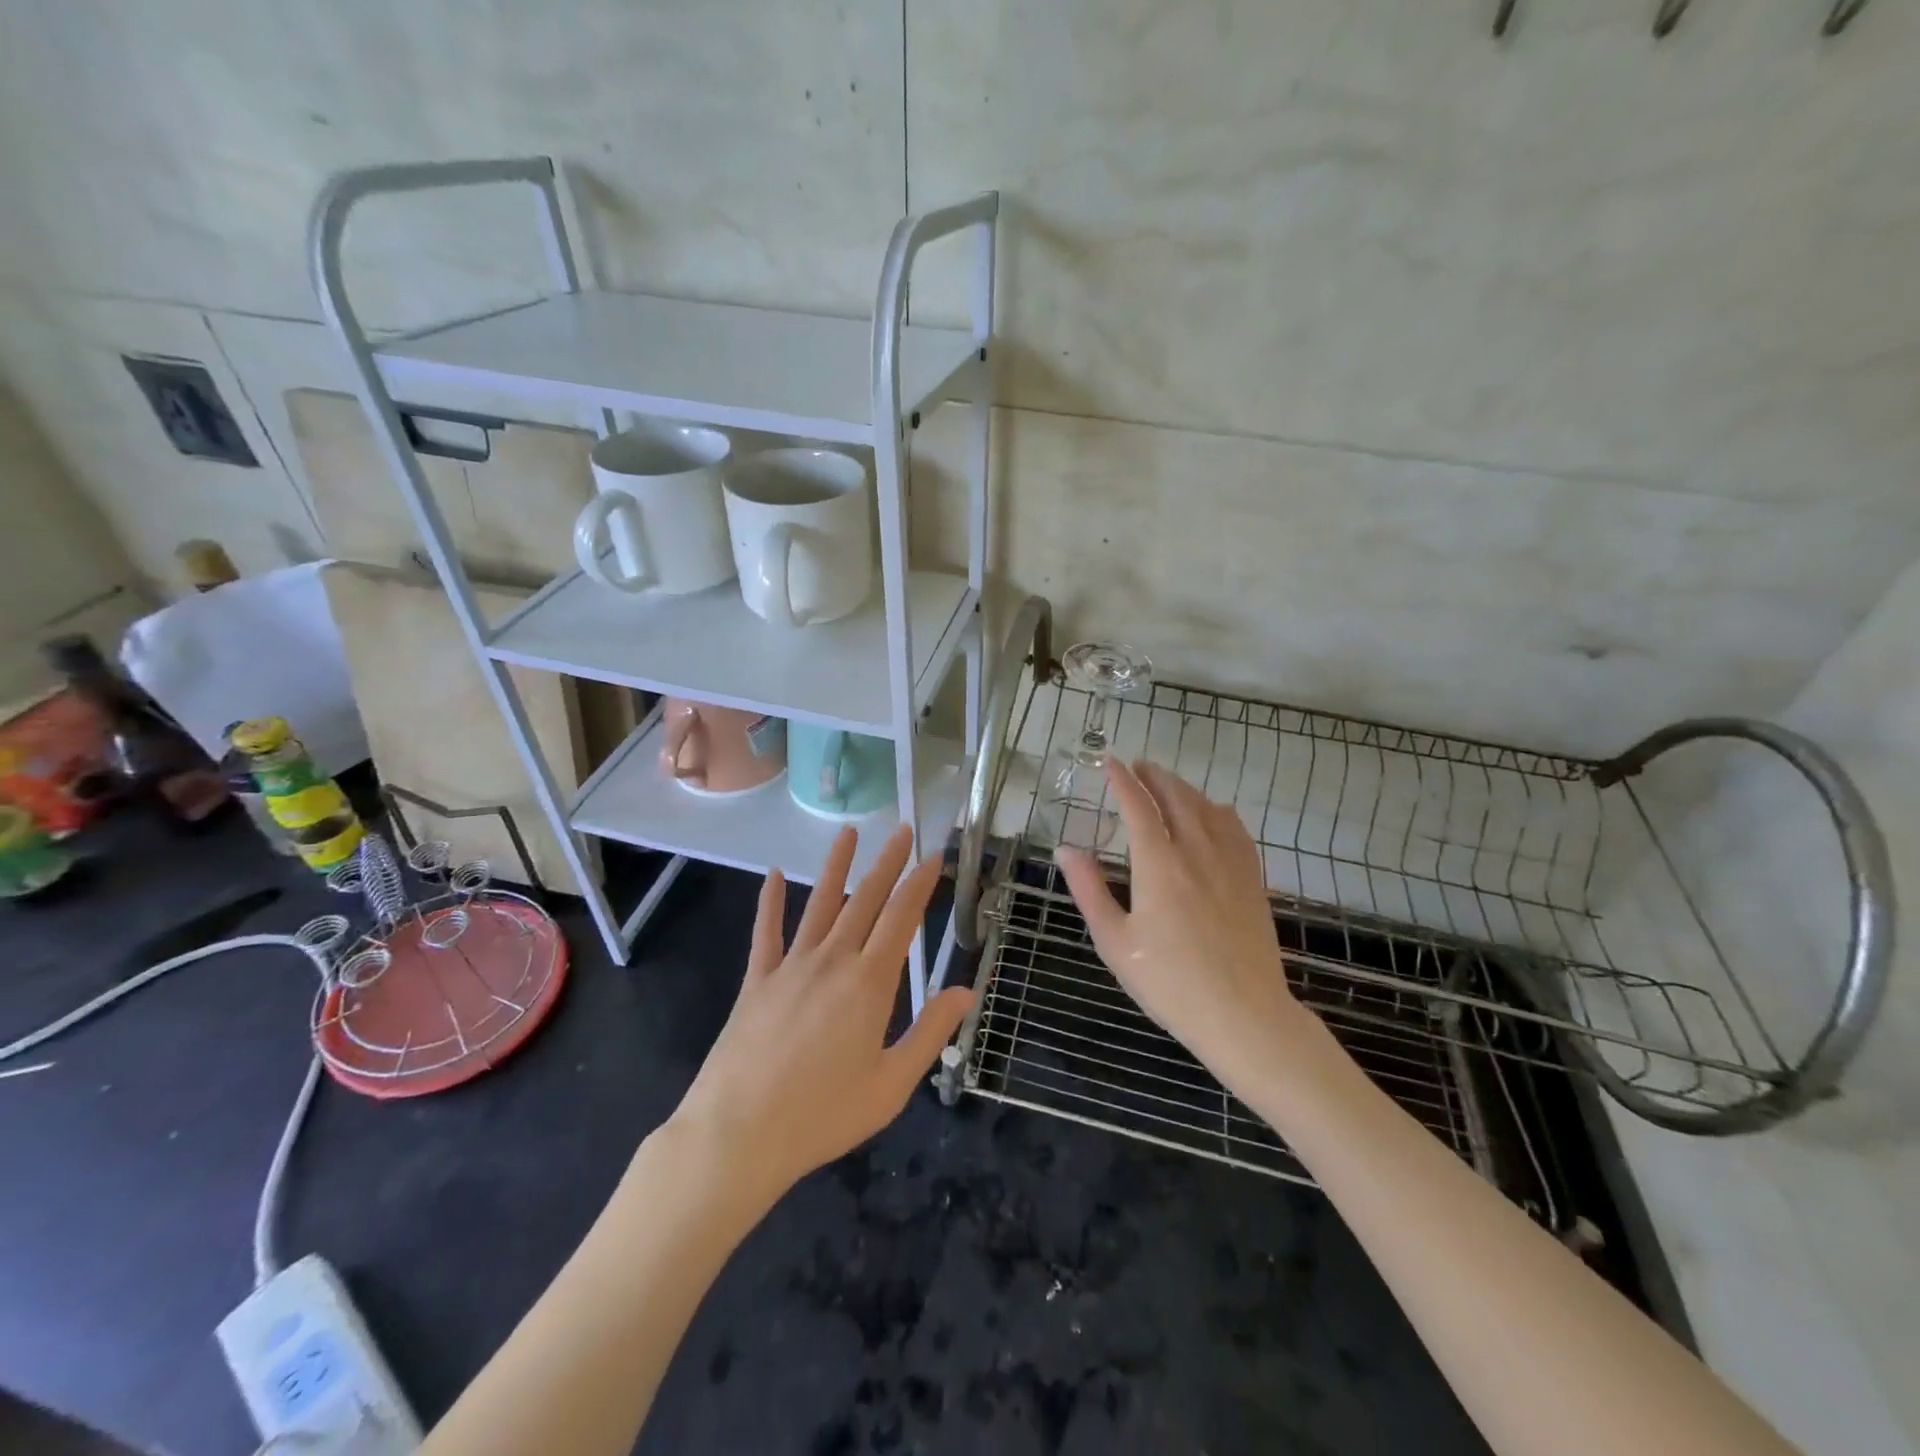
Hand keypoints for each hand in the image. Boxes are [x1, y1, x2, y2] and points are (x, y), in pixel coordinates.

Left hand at [669, 825, 973, 1203]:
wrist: (738, 1134)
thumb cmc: (823, 1115)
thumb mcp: (892, 1084)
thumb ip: (931, 1032)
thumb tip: (967, 990)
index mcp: (870, 983)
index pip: (901, 918)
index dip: (920, 884)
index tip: (933, 855)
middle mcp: (833, 960)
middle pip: (865, 900)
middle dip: (887, 863)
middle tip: (903, 830)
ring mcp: (791, 966)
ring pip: (820, 904)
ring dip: (837, 866)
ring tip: (849, 833)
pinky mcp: (757, 980)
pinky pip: (766, 932)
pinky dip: (771, 901)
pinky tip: (776, 875)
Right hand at [1056, 760, 1311, 1099]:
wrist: (1244, 1015)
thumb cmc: (1170, 983)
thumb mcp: (1115, 941)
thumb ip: (1089, 890)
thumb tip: (1065, 849)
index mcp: (1158, 865)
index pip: (1138, 807)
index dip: (1122, 781)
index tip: (1109, 763)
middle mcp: (1196, 852)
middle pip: (1176, 798)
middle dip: (1154, 776)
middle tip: (1138, 766)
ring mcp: (1230, 864)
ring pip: (1207, 809)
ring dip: (1184, 789)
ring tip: (1168, 783)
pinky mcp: (1253, 880)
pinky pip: (1237, 829)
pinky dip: (1219, 810)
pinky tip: (1215, 812)